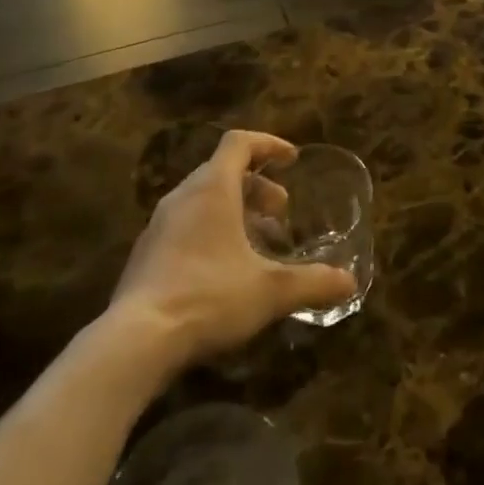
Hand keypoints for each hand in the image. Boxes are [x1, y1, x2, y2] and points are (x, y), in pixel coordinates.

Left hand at [107, 130, 356, 374]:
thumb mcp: (270, 291)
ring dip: (235, 211)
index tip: (292, 160)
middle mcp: (183, 197)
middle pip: (223, 171)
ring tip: (257, 243)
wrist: (134, 342)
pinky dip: (212, 232)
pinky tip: (225, 271)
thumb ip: (312, 282)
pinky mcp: (145, 256)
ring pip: (203, 200)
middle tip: (281, 213)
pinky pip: (185, 226)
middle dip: (257, 186)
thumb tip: (349, 282)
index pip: (240, 142)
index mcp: (212, 188)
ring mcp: (159, 226)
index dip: (269, 144)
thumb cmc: (208, 297)